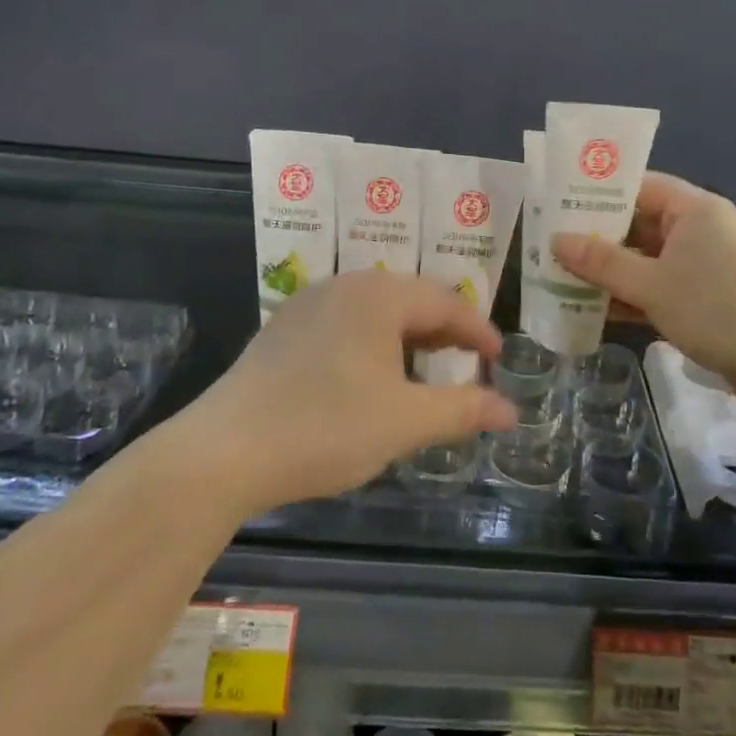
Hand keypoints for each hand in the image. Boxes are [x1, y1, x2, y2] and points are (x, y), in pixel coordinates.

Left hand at [181, 272, 515, 513]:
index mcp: (379, 294)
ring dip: (408, 337)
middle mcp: (345, 285)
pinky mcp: (284, 328)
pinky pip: (346, 323)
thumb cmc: (327, 427)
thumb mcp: (405, 421)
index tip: (500, 357)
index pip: (445, 301)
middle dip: (444, 330)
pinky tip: (372, 376)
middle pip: (410, 299)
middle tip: (470, 361)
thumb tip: (510, 411)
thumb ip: (462, 410)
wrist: (225, 450)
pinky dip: (373, 343)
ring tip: (426, 369)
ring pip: (376, 311)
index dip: (478, 329)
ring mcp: (309, 303)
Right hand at [552, 172, 735, 408]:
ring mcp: (708, 267)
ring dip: (613, 273)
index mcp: (694, 209)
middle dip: (598, 239)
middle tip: (551, 246)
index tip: (558, 205)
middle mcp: (701, 231)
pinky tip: (597, 312)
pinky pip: (663, 289)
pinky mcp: (711, 301)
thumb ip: (603, 262)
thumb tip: (556, 240)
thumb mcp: (654, 284)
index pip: (639, 187)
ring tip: (563, 280)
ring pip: (649, 261)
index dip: (598, 194)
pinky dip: (635, 298)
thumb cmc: (721, 308)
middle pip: (640, 226)